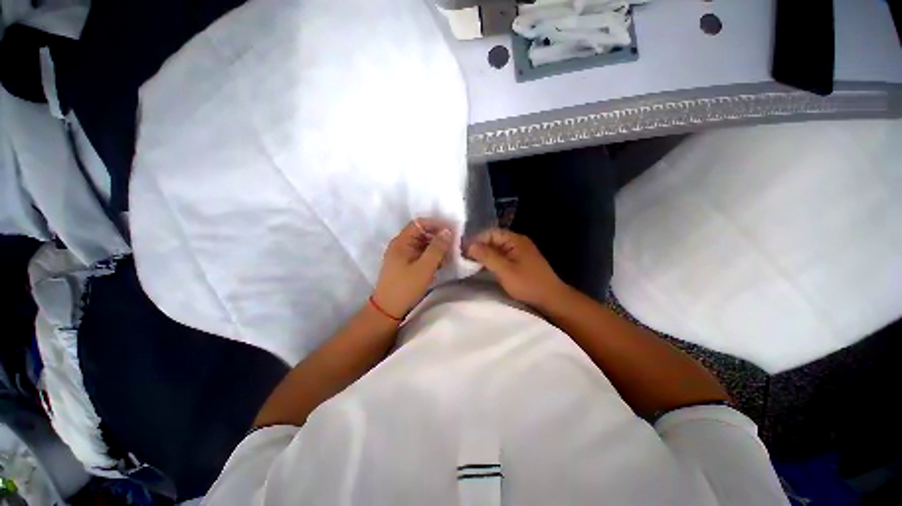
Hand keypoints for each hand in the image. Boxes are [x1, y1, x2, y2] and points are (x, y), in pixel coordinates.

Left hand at [372, 219, 452, 318]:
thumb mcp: (424, 267)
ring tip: (450, 256)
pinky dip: (431, 257)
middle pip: (422, 233)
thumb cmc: (405, 287)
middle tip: (454, 245)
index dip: (436, 224)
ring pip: (423, 245)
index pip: (420, 223)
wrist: (388, 310)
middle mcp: (401, 245)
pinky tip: (441, 264)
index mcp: (401, 242)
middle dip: (438, 237)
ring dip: (436, 248)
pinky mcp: (406, 265)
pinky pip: (421, 255)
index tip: (452, 231)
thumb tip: (448, 231)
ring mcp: (403, 255)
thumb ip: (437, 248)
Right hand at [466, 229, 567, 308]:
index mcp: (515, 239)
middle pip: (493, 239)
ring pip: (497, 248)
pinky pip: (502, 255)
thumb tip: (470, 245)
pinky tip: (485, 268)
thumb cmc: (528, 284)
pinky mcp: (520, 261)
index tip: (463, 252)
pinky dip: (492, 260)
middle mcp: (517, 241)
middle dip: (479, 248)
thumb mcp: (505, 270)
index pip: (490, 233)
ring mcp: (519, 251)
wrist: (551, 299)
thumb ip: (487, 256)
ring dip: (485, 254)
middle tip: (465, 259)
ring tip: (472, 264)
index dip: (476, 240)